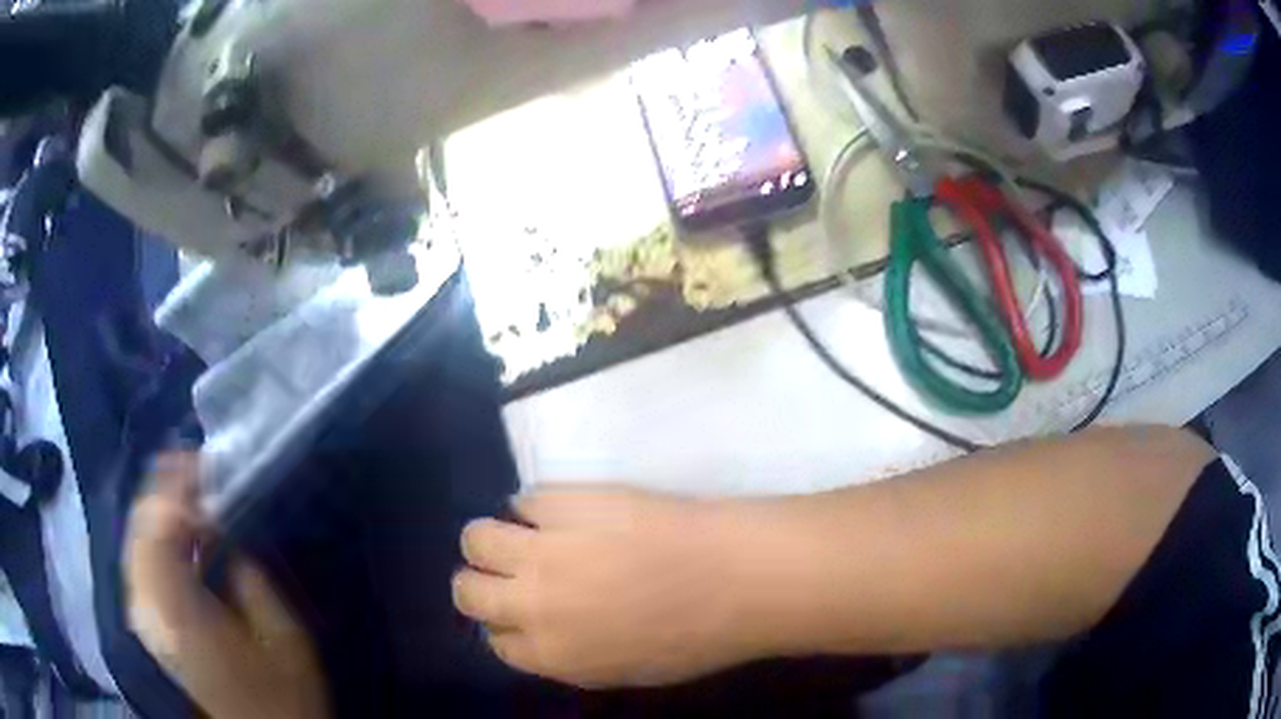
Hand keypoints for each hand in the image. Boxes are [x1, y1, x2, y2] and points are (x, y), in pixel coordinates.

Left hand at [125, 453, 328, 718]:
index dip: (175, 486)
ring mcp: (142, 613)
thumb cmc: (279, 695)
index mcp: (181, 614)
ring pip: (134, 535)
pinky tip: (177, 527)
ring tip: (189, 488)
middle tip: (199, 467)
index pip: (156, 528)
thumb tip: (225, 534)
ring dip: (157, 504)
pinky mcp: (145, 617)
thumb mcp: (284, 639)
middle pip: (138, 524)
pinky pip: (137, 555)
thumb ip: (252, 580)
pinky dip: (153, 530)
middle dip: (164, 486)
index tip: (207, 466)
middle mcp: (150, 608)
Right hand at [453, 488, 764, 688]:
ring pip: (477, 537)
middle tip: (513, 570)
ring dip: (494, 538)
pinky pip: (526, 497)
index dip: (507, 624)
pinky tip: (569, 511)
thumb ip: (571, 654)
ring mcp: (544, 549)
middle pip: (467, 590)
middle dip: (482, 582)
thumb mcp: (626, 669)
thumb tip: (544, 628)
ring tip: (527, 534)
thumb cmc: (698, 635)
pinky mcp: (566, 502)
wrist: (738, 577)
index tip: (522, 611)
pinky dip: (539, 506)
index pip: (496, 641)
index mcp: (551, 655)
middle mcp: (533, 604)